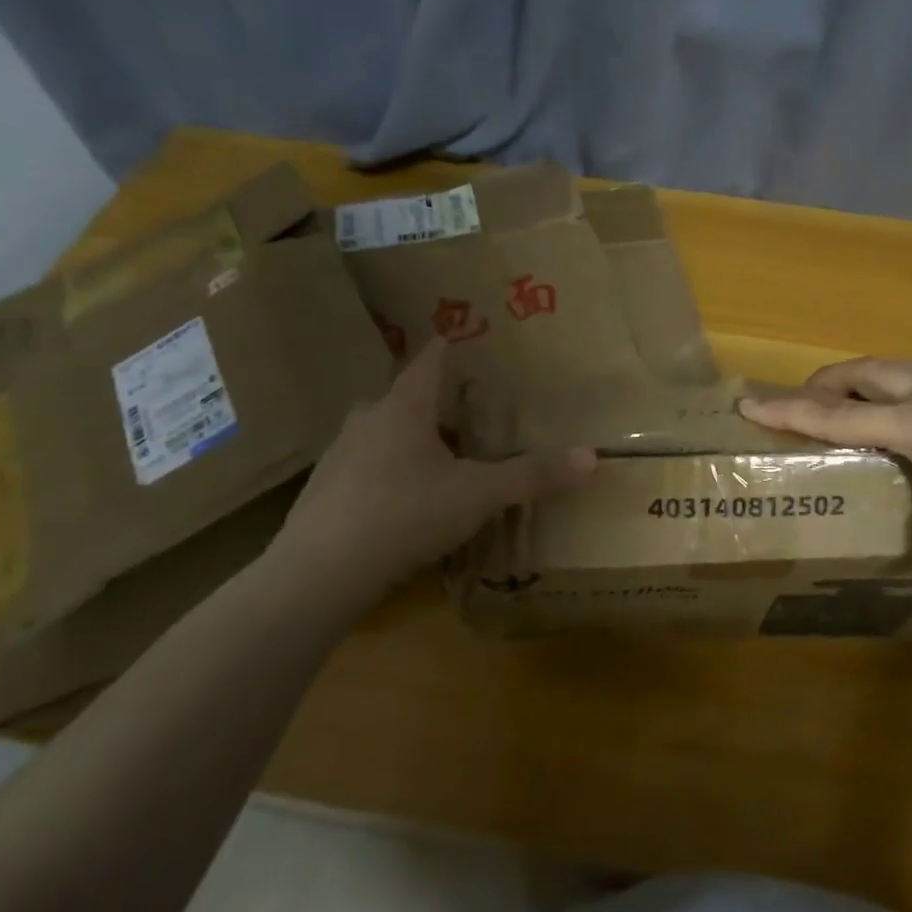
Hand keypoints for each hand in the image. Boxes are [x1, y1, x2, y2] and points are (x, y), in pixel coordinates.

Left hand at [269, 341, 596, 594]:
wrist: (319, 573)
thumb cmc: (405, 514)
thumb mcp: (478, 495)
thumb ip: (532, 476)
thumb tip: (592, 458)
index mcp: (404, 408)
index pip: (430, 361)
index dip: (449, 348)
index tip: (462, 338)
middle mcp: (367, 420)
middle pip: (403, 396)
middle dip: (432, 398)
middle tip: (463, 407)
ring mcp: (339, 455)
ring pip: (380, 432)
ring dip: (407, 435)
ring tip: (437, 453)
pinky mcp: (323, 491)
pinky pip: (363, 466)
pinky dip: (386, 470)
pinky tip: (401, 499)